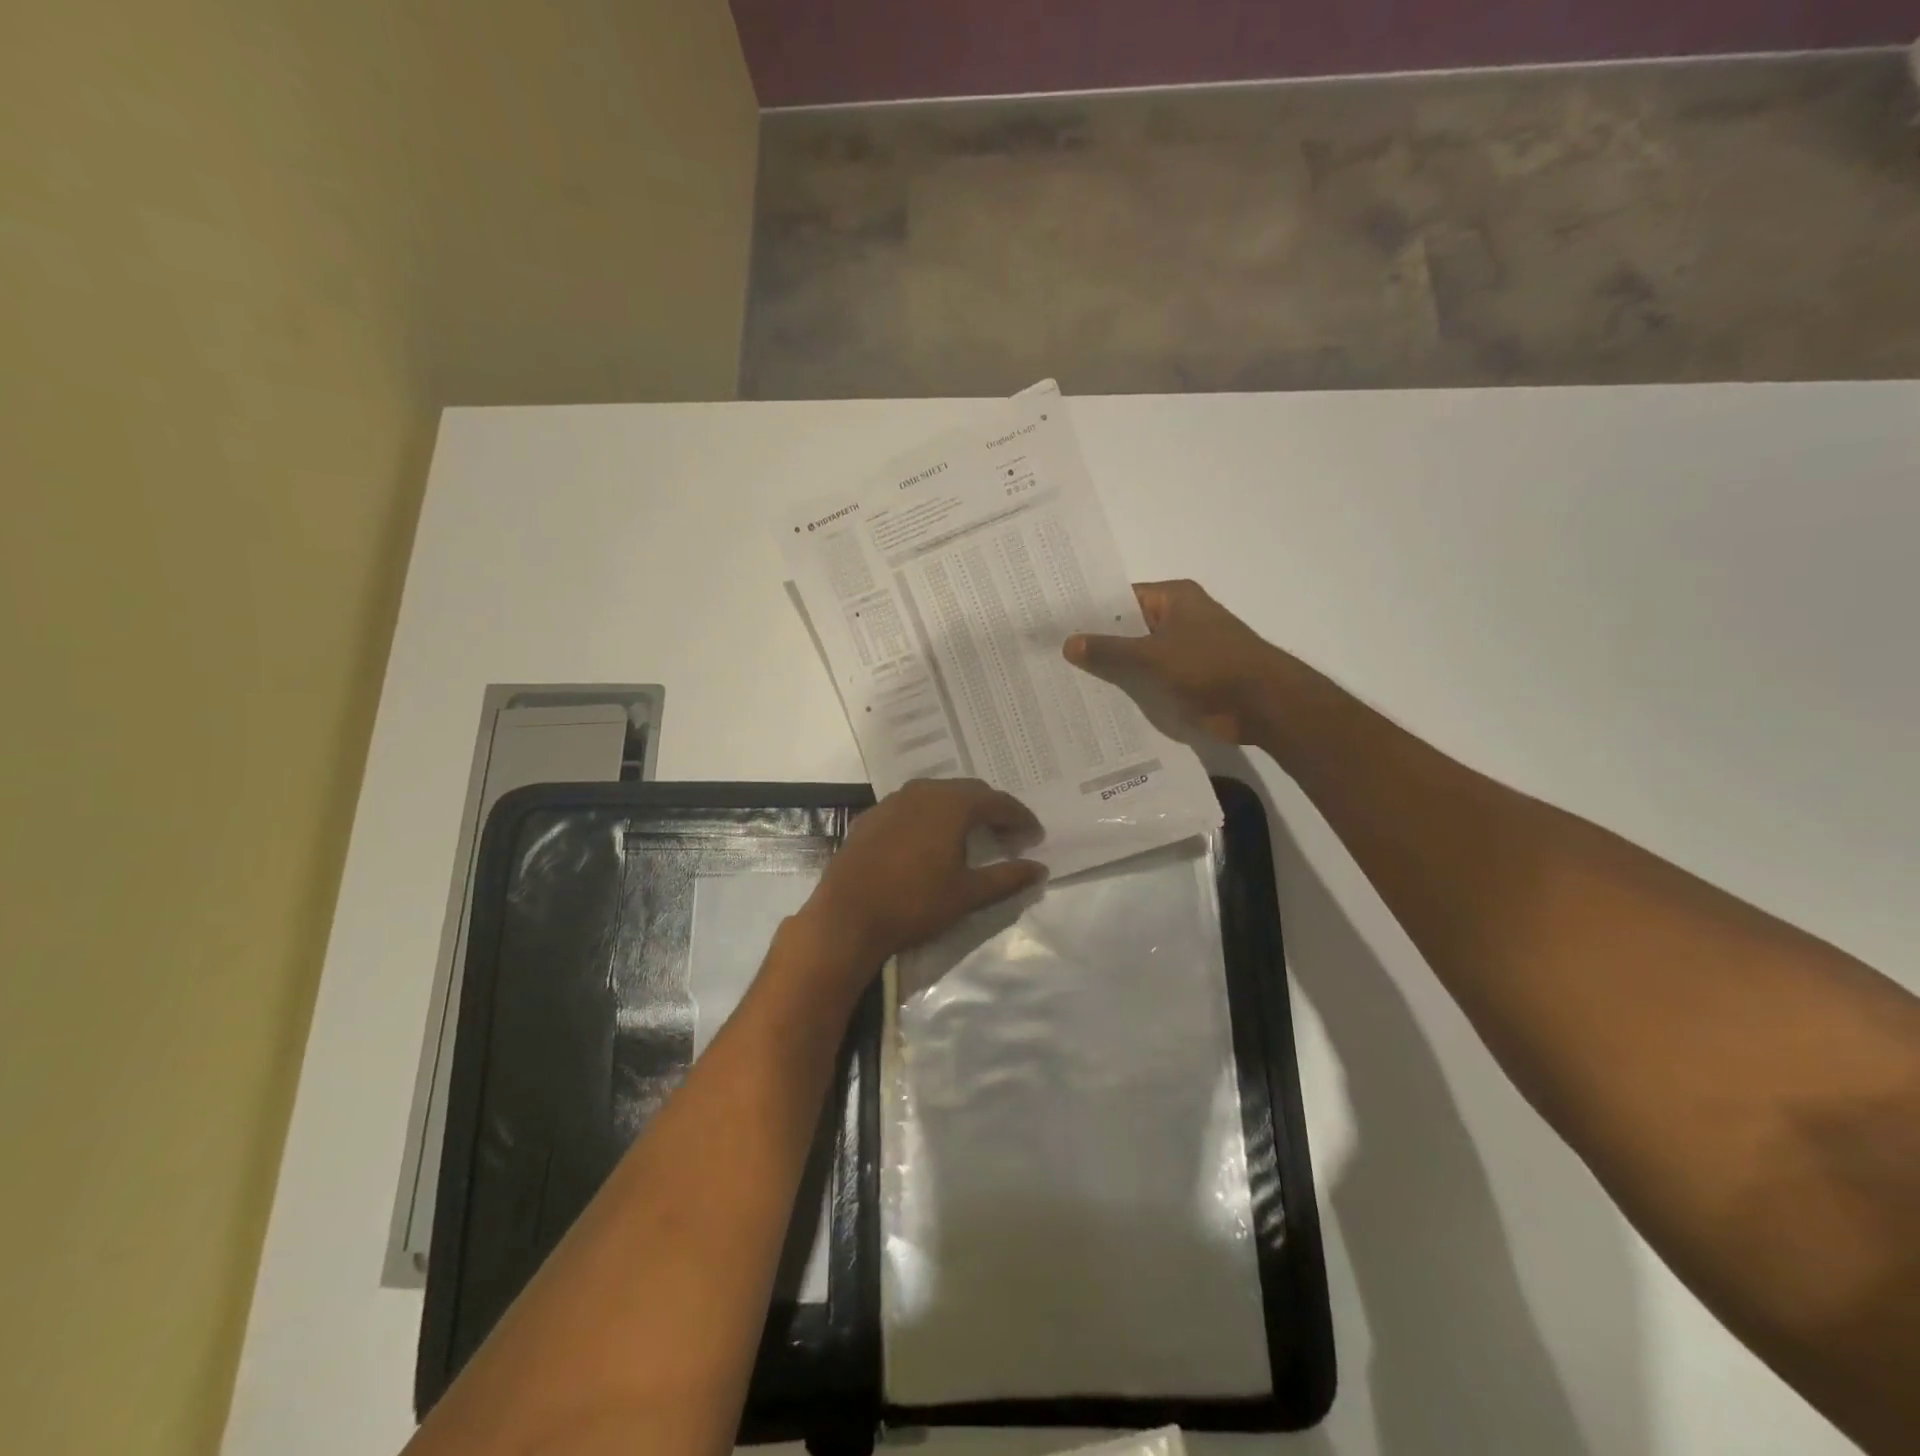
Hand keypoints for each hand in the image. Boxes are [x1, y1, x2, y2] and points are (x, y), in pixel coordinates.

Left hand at [801, 779, 1044, 971]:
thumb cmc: (915, 903)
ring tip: (973, 836)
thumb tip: (1040, 869)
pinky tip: (931, 841)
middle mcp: (923, 791)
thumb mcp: (968, 894)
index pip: (997, 802)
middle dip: (992, 810)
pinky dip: (930, 817)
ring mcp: (893, 801)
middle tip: (1008, 835)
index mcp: (952, 804)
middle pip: (968, 792)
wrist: (847, 916)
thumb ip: (1007, 877)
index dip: (1020, 818)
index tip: (1035, 836)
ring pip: (938, 795)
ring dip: (961, 811)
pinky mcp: (871, 816)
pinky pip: (911, 807)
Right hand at [1064, 579, 1285, 744]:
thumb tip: (1068, 643)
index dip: (1089, 611)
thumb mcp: (1152, 656)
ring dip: (1112, 669)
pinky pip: (1150, 679)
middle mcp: (1177, 619)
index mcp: (1173, 598)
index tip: (1055, 625)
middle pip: (1127, 628)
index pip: (1120, 598)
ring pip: (1137, 657)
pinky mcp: (1187, 680)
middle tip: (1051, 655)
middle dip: (1096, 643)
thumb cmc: (1209, 665)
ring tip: (1064, 680)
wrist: (1262, 704)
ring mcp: (1183, 650)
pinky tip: (1097, 701)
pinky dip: (1130, 688)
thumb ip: (1109, 651)